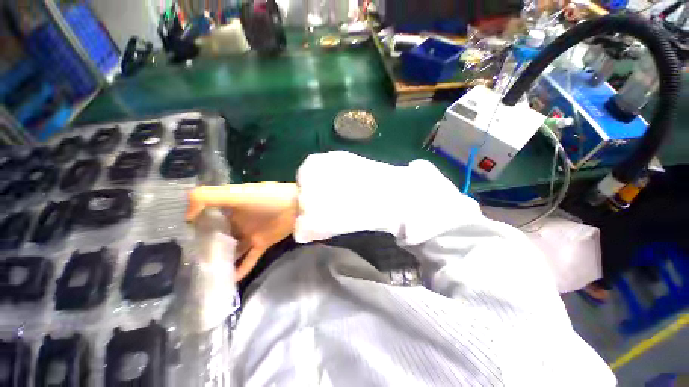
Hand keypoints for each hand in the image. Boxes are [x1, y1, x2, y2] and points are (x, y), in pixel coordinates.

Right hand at [187, 183, 298, 281]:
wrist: (295, 206)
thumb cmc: (266, 198)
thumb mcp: (235, 193)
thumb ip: (207, 197)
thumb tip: (186, 216)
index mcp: (231, 208)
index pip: (207, 218)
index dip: (194, 228)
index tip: (178, 241)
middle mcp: (238, 222)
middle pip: (218, 236)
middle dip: (205, 248)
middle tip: (185, 265)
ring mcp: (250, 234)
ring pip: (232, 250)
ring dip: (221, 261)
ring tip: (202, 277)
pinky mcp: (262, 244)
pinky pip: (249, 259)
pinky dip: (240, 270)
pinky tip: (227, 282)